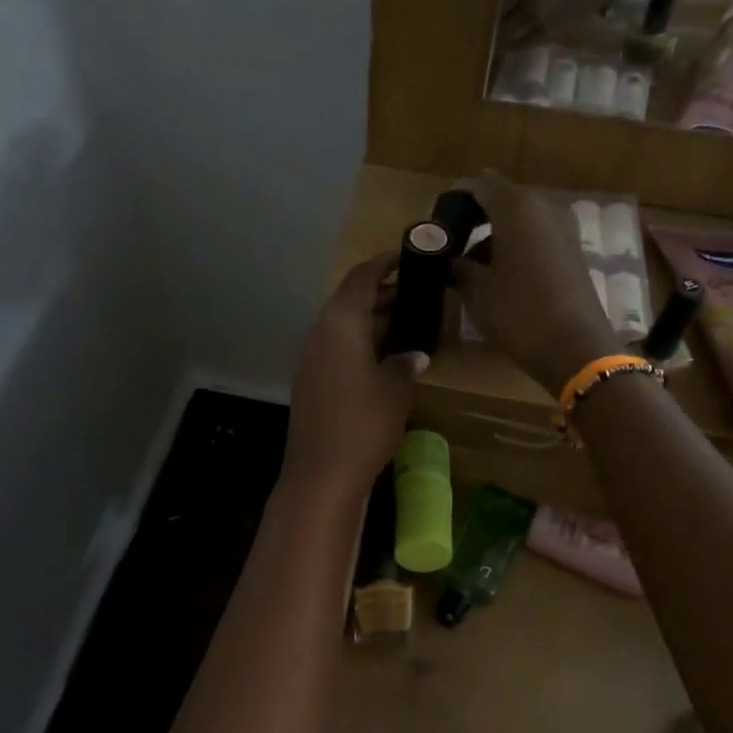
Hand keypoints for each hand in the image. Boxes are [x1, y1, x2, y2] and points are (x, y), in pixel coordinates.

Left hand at [282, 255, 426, 503]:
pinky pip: (339, 349)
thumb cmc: (363, 424)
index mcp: (340, 323)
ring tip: (411, 325)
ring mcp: (312, 359)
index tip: (409, 257)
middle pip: (352, 301)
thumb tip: (412, 354)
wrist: (321, 474)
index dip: (385, 264)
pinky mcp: (312, 382)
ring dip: (375, 322)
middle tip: (421, 296)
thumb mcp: (395, 389)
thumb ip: (405, 363)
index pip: (362, 278)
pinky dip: (362, 345)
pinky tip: (387, 358)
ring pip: (346, 327)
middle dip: (385, 296)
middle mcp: (320, 333)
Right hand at [458, 170, 622, 397]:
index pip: (479, 186)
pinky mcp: (574, 250)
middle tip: (454, 244)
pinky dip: (519, 247)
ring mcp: (564, 227)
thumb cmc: (519, 313)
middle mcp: (544, 206)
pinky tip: (503, 274)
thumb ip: (461, 267)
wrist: (576, 347)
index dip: (457, 200)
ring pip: (522, 219)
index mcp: (516, 206)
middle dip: (478, 217)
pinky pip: (538, 236)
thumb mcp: (477, 292)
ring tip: (475, 265)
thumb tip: (454, 260)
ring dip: (498, 235)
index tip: (439, 222)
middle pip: (503, 199)